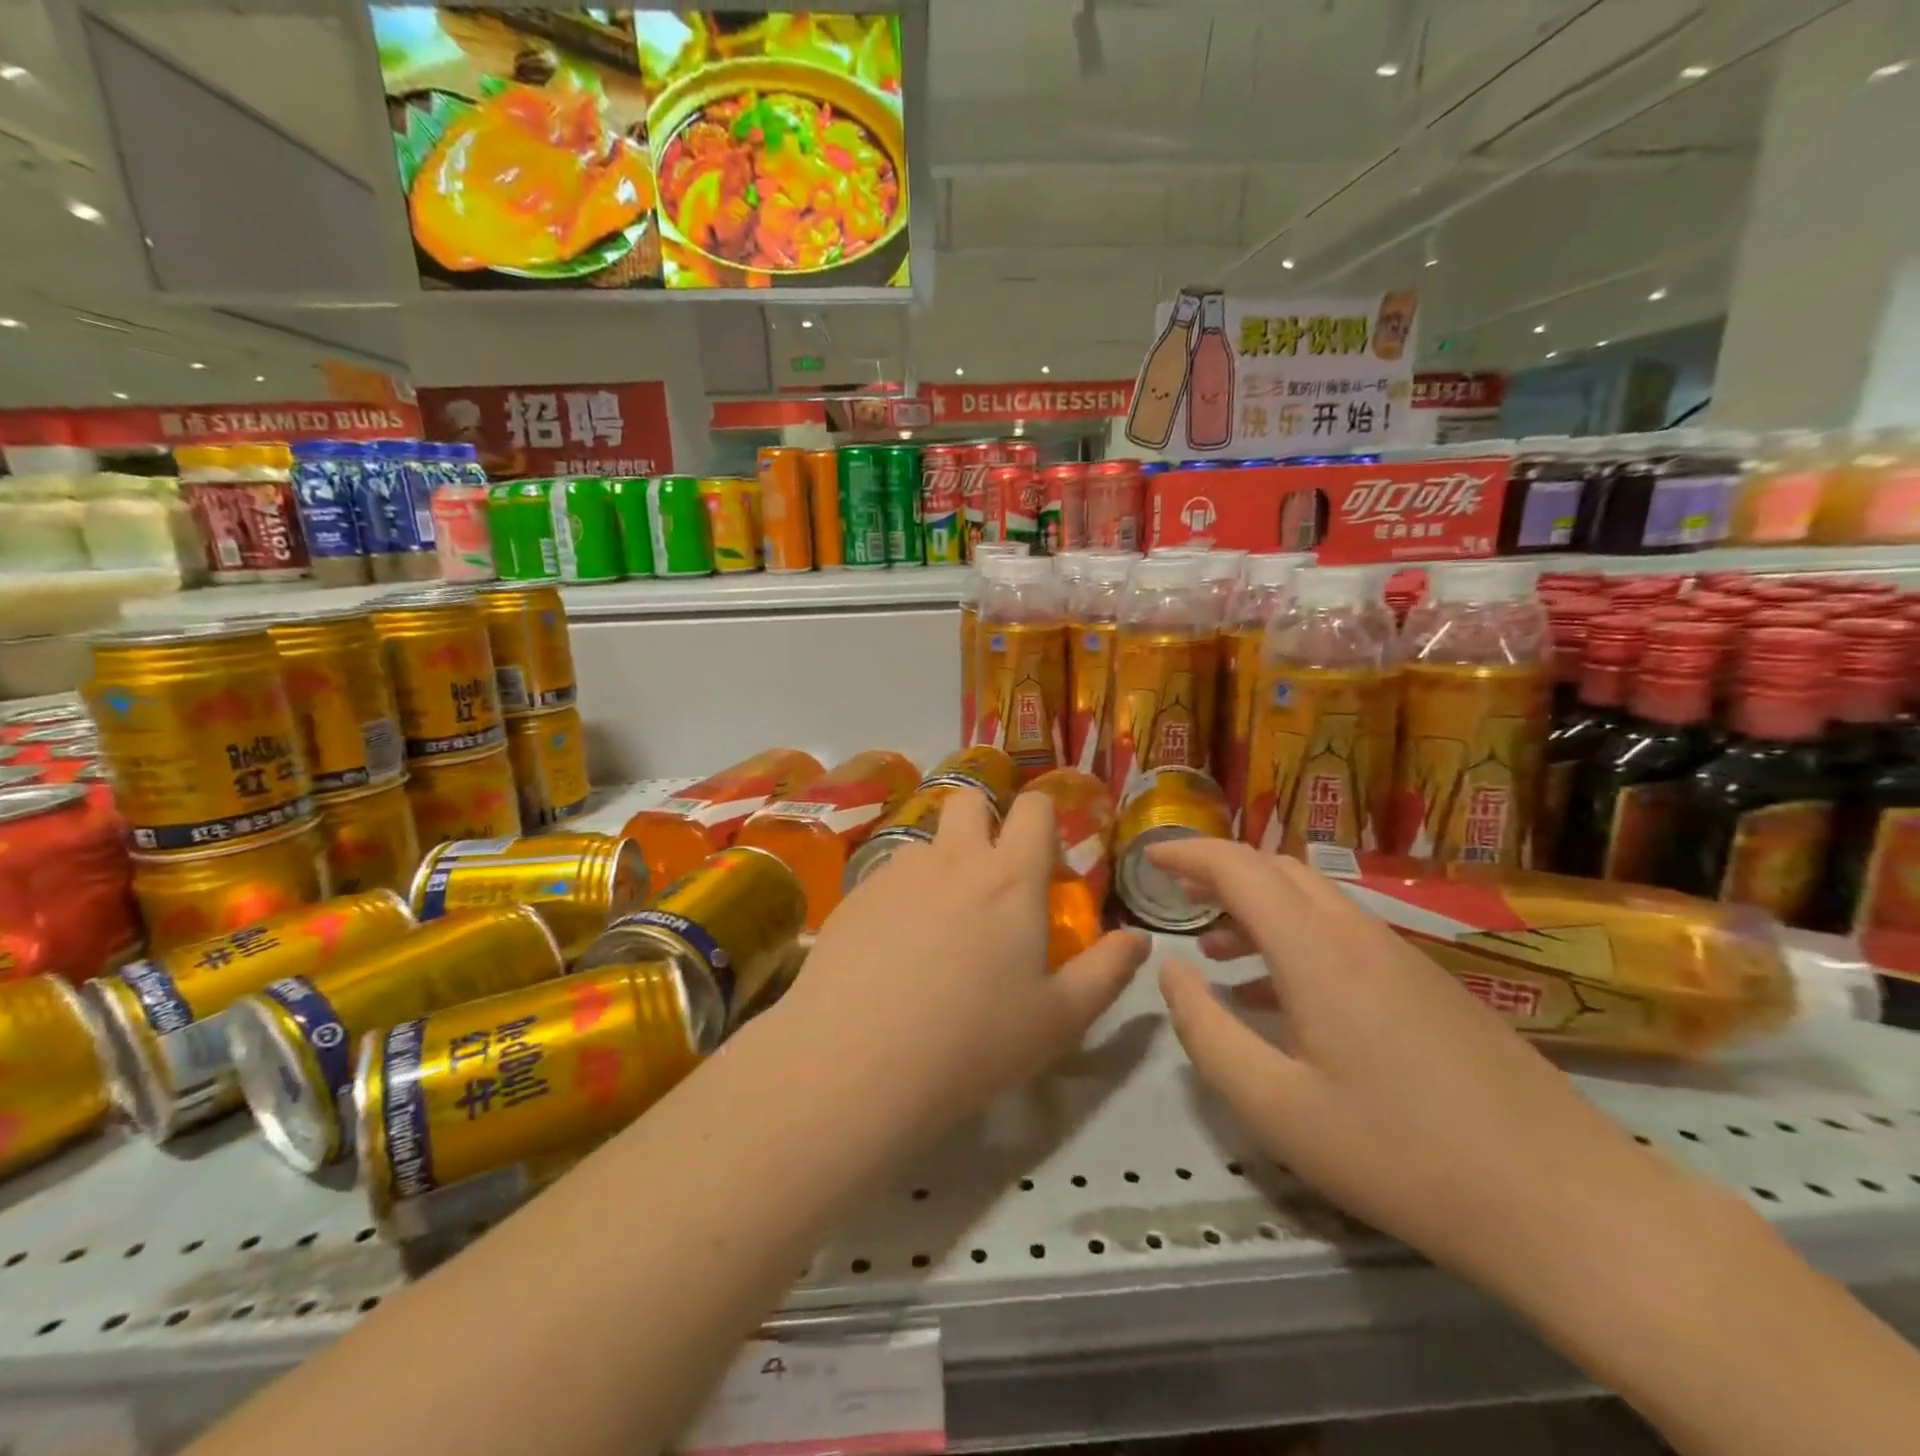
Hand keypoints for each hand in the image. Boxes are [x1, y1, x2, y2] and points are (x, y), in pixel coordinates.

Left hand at [777, 787, 1149, 1139]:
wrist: (858, 1060)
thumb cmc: (974, 1040)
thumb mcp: (1060, 1018)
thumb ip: (1107, 972)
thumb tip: (1139, 940)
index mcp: (1010, 877)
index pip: (1034, 808)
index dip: (1044, 817)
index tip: (1046, 857)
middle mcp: (952, 858)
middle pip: (970, 799)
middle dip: (985, 819)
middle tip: (991, 878)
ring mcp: (897, 872)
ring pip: (926, 842)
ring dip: (941, 865)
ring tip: (937, 927)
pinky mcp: (854, 895)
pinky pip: (887, 877)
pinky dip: (901, 897)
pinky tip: (892, 951)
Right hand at [1150, 839, 1666, 1292]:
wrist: (1566, 1203)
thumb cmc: (1401, 1155)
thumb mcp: (1275, 1108)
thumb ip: (1207, 1031)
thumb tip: (1171, 970)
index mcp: (1317, 952)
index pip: (1239, 869)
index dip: (1188, 855)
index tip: (1148, 859)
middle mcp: (1358, 934)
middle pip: (1278, 870)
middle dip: (1220, 872)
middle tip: (1178, 898)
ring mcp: (1401, 956)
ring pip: (1313, 899)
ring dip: (1257, 906)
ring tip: (1218, 949)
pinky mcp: (1429, 984)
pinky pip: (1343, 934)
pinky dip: (1295, 937)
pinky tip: (1282, 996)